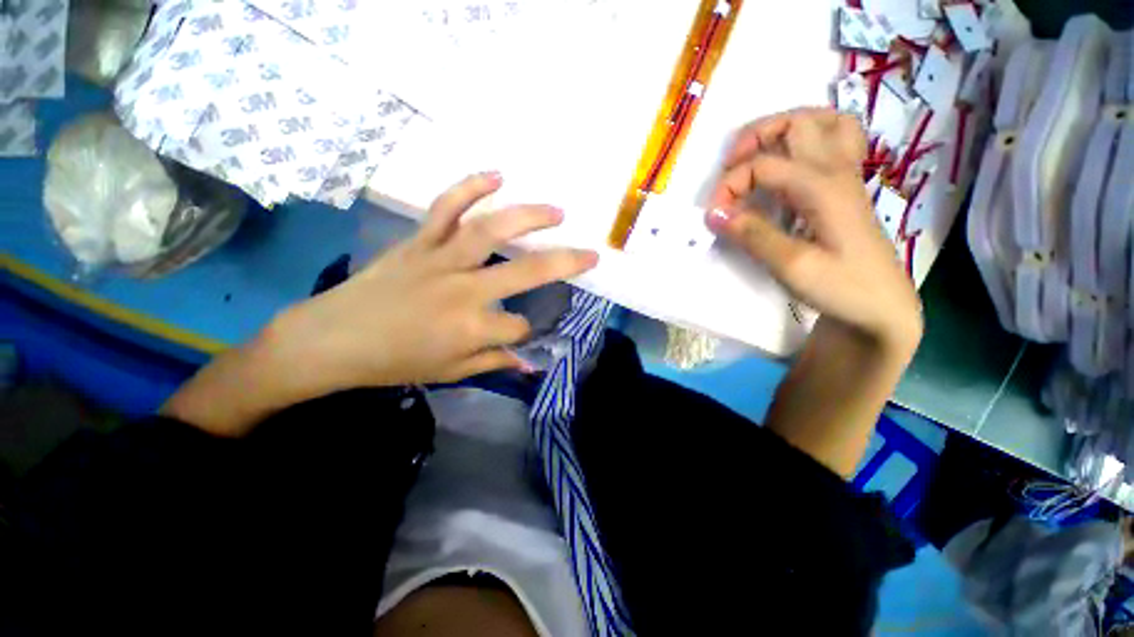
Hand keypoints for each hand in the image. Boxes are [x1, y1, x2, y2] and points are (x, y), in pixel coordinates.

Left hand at [272, 172, 597, 390]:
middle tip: (590, 254)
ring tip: (557, 212)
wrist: (332, 338)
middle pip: (526, 272)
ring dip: (529, 217)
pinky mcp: (419, 241)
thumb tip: (530, 362)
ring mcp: (441, 259)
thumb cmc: (394, 361)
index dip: (524, 332)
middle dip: (564, 263)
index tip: (518, 332)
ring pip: (492, 230)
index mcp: (472, 328)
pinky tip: (496, 176)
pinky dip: (469, 186)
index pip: (519, 327)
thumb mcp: (450, 372)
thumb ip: (494, 361)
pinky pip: (446, 207)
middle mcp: (465, 289)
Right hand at [705, 108, 920, 352]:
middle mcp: (837, 171)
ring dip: (785, 129)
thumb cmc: (841, 288)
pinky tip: (791, 162)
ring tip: (757, 153)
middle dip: (755, 136)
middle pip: (798, 122)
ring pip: (823, 123)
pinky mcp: (845, 190)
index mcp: (823, 187)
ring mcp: (846, 177)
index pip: (764, 165)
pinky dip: (809, 139)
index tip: (712, 216)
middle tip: (729, 167)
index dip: (729, 186)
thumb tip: (713, 213)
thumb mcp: (792, 267)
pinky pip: (836, 142)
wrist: (881, 308)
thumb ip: (753, 235)